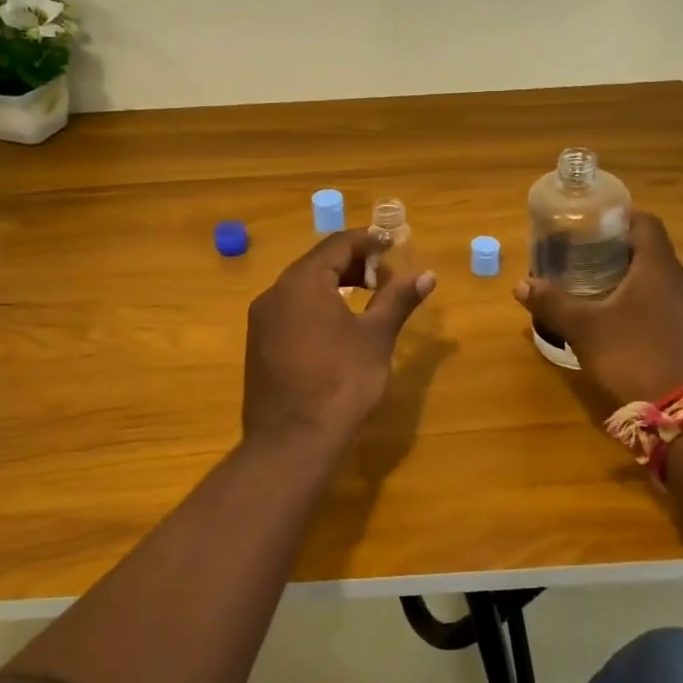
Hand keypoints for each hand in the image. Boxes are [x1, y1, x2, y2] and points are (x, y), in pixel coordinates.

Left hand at [243, 229, 436, 454]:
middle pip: (317, 263)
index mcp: (302, 281)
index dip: (368, 240)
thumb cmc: (341, 382)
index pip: (337, 245)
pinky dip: (315, 306)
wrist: (292, 442)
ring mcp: (261, 320)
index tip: (392, 244)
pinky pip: (289, 310)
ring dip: (333, 285)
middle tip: (384, 276)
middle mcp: (275, 293)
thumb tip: (425, 275)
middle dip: (352, 264)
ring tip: (365, 299)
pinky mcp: (257, 345)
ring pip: (301, 288)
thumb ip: (398, 300)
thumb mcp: (376, 337)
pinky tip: (336, 327)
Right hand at [514, 211, 682, 405]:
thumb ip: (553, 303)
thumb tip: (521, 285)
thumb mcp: (584, 329)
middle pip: (652, 254)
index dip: (618, 219)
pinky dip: (648, 311)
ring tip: (601, 297)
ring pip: (662, 284)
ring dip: (634, 285)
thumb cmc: (633, 357)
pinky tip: (626, 332)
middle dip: (618, 255)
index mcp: (659, 268)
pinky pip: (671, 311)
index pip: (645, 222)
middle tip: (585, 264)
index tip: (591, 228)